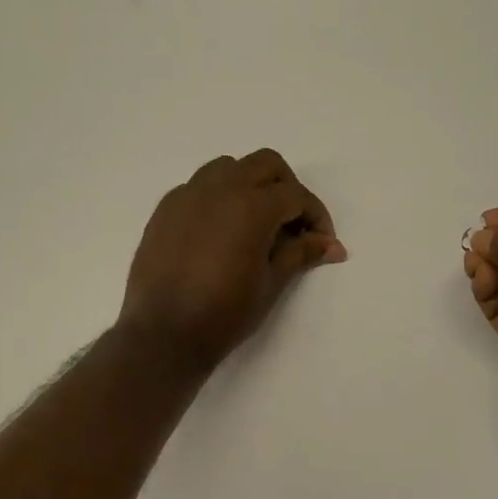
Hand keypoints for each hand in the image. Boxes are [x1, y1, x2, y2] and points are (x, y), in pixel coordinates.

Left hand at [120, 150, 345, 371]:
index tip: (322, 242)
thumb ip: (302, 253)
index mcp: (252, 205)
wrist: (164, 334)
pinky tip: (221, 232)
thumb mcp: (271, 283)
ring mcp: (188, 195)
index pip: (296, 195)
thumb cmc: (225, 312)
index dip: (316, 216)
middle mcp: (220, 188)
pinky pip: (198, 187)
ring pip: (229, 168)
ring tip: (256, 223)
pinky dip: (218, 197)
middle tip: (293, 224)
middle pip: (266, 164)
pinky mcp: (166, 209)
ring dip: (250, 185)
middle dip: (287, 188)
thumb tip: (333, 245)